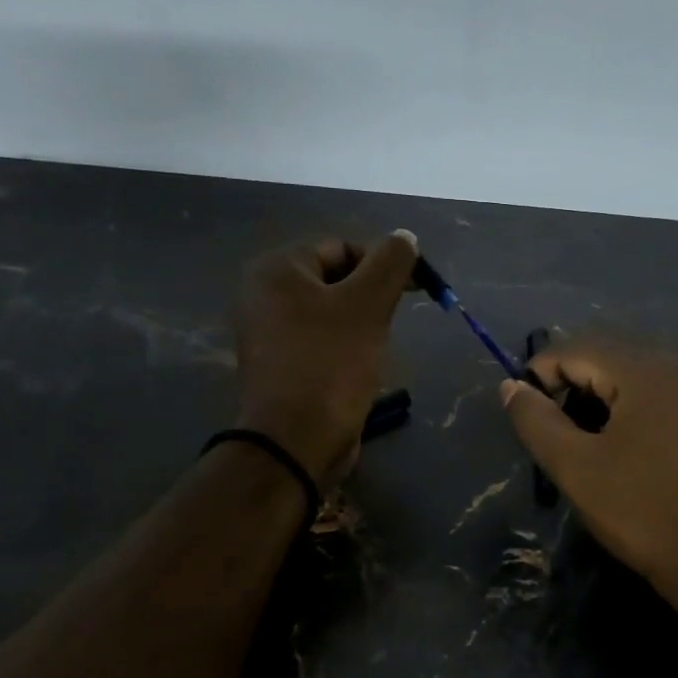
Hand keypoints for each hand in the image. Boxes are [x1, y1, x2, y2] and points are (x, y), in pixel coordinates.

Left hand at [233, 230, 418, 486]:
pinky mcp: (278, 365)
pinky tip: (359, 367)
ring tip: (376, 347)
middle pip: (334, 279)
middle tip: (393, 321)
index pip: (341, 247)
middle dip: (371, 296)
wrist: (296, 440)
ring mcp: (267, 332)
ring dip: (361, 323)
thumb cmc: (331, 363)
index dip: (383, 264)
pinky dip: (344, 346)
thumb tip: (404, 237)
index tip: (416, 290)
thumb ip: (391, 262)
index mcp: (276, 269)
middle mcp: (262, 294)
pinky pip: (319, 340)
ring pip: (329, 312)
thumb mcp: (368, 304)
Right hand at [500, 339, 677, 632]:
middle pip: (608, 352)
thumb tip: (510, 387)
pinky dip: (628, 402)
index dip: (540, 372)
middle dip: (570, 381)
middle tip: (551, 426)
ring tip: (579, 434)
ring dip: (599, 391)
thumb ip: (537, 421)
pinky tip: (617, 438)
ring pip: (633, 370)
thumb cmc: (646, 514)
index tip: (523, 411)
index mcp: (650, 371)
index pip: (578, 348)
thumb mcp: (577, 469)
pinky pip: (658, 388)